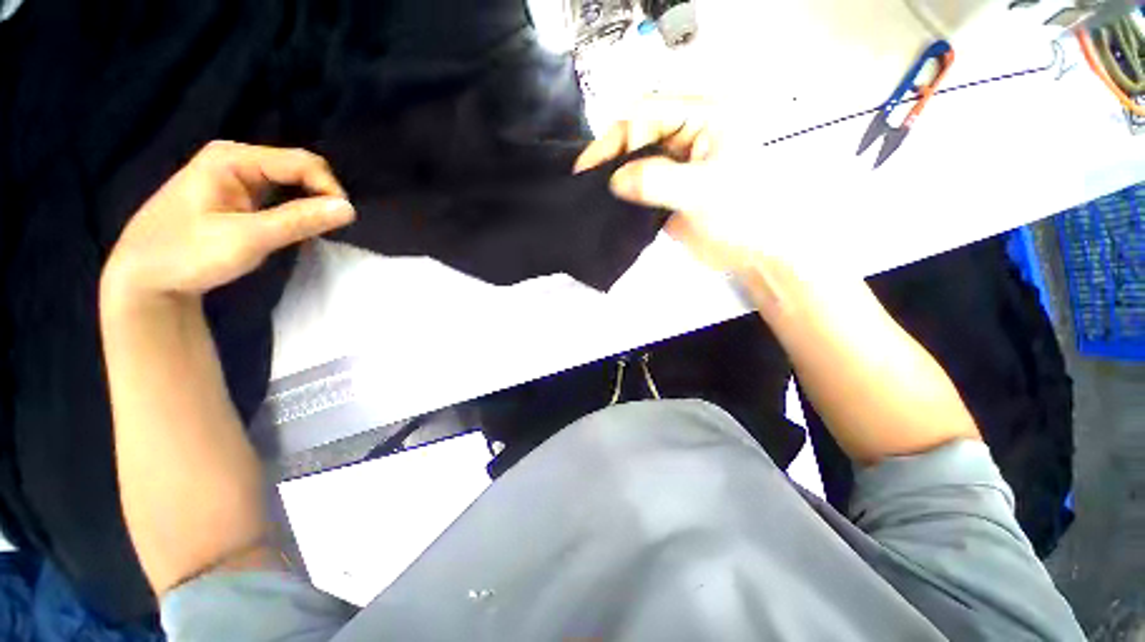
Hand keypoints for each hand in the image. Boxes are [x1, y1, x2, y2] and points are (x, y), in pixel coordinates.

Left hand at [102, 141, 354, 305]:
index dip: (329, 189)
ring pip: (290, 181)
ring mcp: (233, 175)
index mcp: (232, 158)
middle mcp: (235, 158)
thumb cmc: (187, 255)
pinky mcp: (235, 193)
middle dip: (320, 195)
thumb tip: (349, 209)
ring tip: (314, 229)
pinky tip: (294, 226)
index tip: (342, 222)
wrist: (142, 276)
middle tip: (327, 228)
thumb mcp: (247, 239)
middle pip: (297, 168)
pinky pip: (278, 193)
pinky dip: (294, 208)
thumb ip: (299, 221)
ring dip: (309, 203)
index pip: (301, 162)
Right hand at [575, 96, 786, 274]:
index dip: (621, 137)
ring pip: (635, 155)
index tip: (599, 169)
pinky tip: (608, 199)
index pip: (649, 111)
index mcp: (705, 116)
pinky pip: (638, 179)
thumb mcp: (703, 191)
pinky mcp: (668, 184)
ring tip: (592, 189)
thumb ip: (658, 180)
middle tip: (588, 178)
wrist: (752, 252)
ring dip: (614, 170)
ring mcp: (677, 159)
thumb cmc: (743, 215)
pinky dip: (622, 188)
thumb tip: (615, 179)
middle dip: (612, 152)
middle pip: (637, 130)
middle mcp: (689, 131)